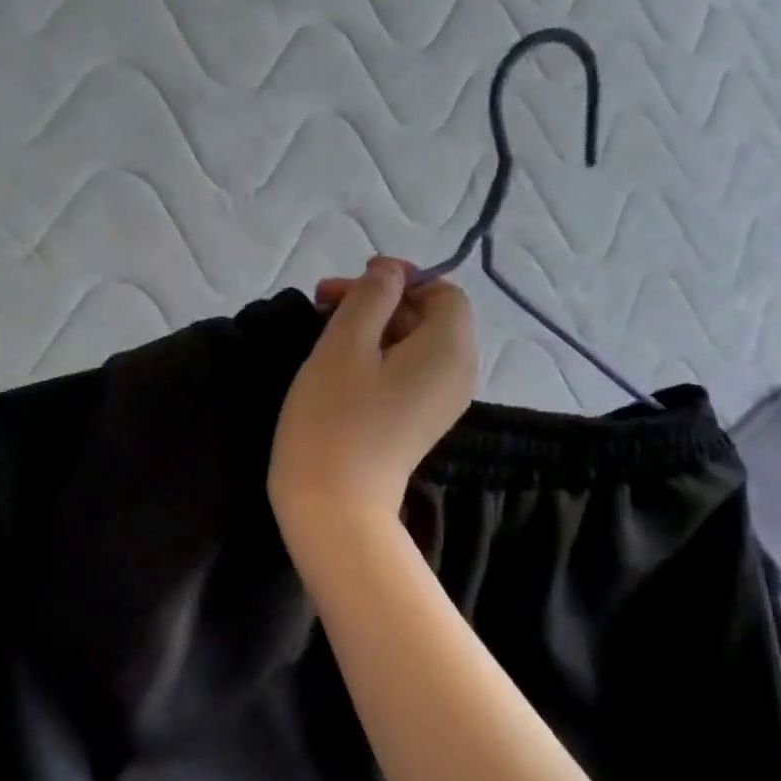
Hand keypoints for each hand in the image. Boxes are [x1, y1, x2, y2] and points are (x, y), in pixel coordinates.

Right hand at [270, 258, 475, 536]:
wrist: (333, 507)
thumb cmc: (335, 420)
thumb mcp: (345, 344)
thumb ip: (371, 296)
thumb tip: (390, 273)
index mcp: (450, 348)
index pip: (442, 291)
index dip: (398, 278)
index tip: (347, 287)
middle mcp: (458, 374)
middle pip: (428, 317)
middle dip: (378, 302)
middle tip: (322, 304)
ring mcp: (440, 404)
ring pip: (413, 346)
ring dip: (372, 330)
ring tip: (324, 332)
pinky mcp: (418, 424)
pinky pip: (407, 375)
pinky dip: (378, 360)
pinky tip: (339, 367)